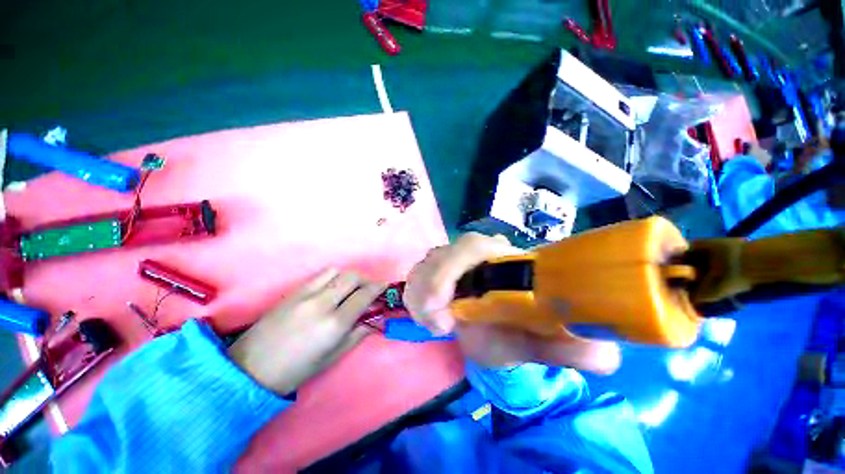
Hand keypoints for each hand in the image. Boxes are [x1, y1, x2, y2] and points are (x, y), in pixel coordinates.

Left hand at [229, 269, 383, 395]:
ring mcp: (306, 294)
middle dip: (366, 279)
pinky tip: (332, 288)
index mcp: (334, 324)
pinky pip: (320, 275)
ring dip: (350, 276)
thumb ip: (358, 335)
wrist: (251, 368)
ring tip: (351, 287)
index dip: (378, 287)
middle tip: (370, 288)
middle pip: (352, 277)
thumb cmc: (296, 370)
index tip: (385, 286)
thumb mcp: (332, 357)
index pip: (364, 295)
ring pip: (337, 271)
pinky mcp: (294, 291)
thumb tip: (374, 320)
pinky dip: (333, 277)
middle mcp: (322, 303)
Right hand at [404, 233, 619, 373]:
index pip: (472, 246)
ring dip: (420, 295)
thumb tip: (605, 354)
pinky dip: (415, 295)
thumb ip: (571, 349)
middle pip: (441, 254)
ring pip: (425, 263)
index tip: (446, 317)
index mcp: (503, 261)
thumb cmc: (517, 332)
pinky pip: (416, 274)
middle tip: (439, 326)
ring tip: (436, 325)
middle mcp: (476, 253)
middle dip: (430, 288)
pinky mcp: (437, 270)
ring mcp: (453, 259)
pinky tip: (429, 316)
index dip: (451, 271)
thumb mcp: (539, 344)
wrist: (498, 326)